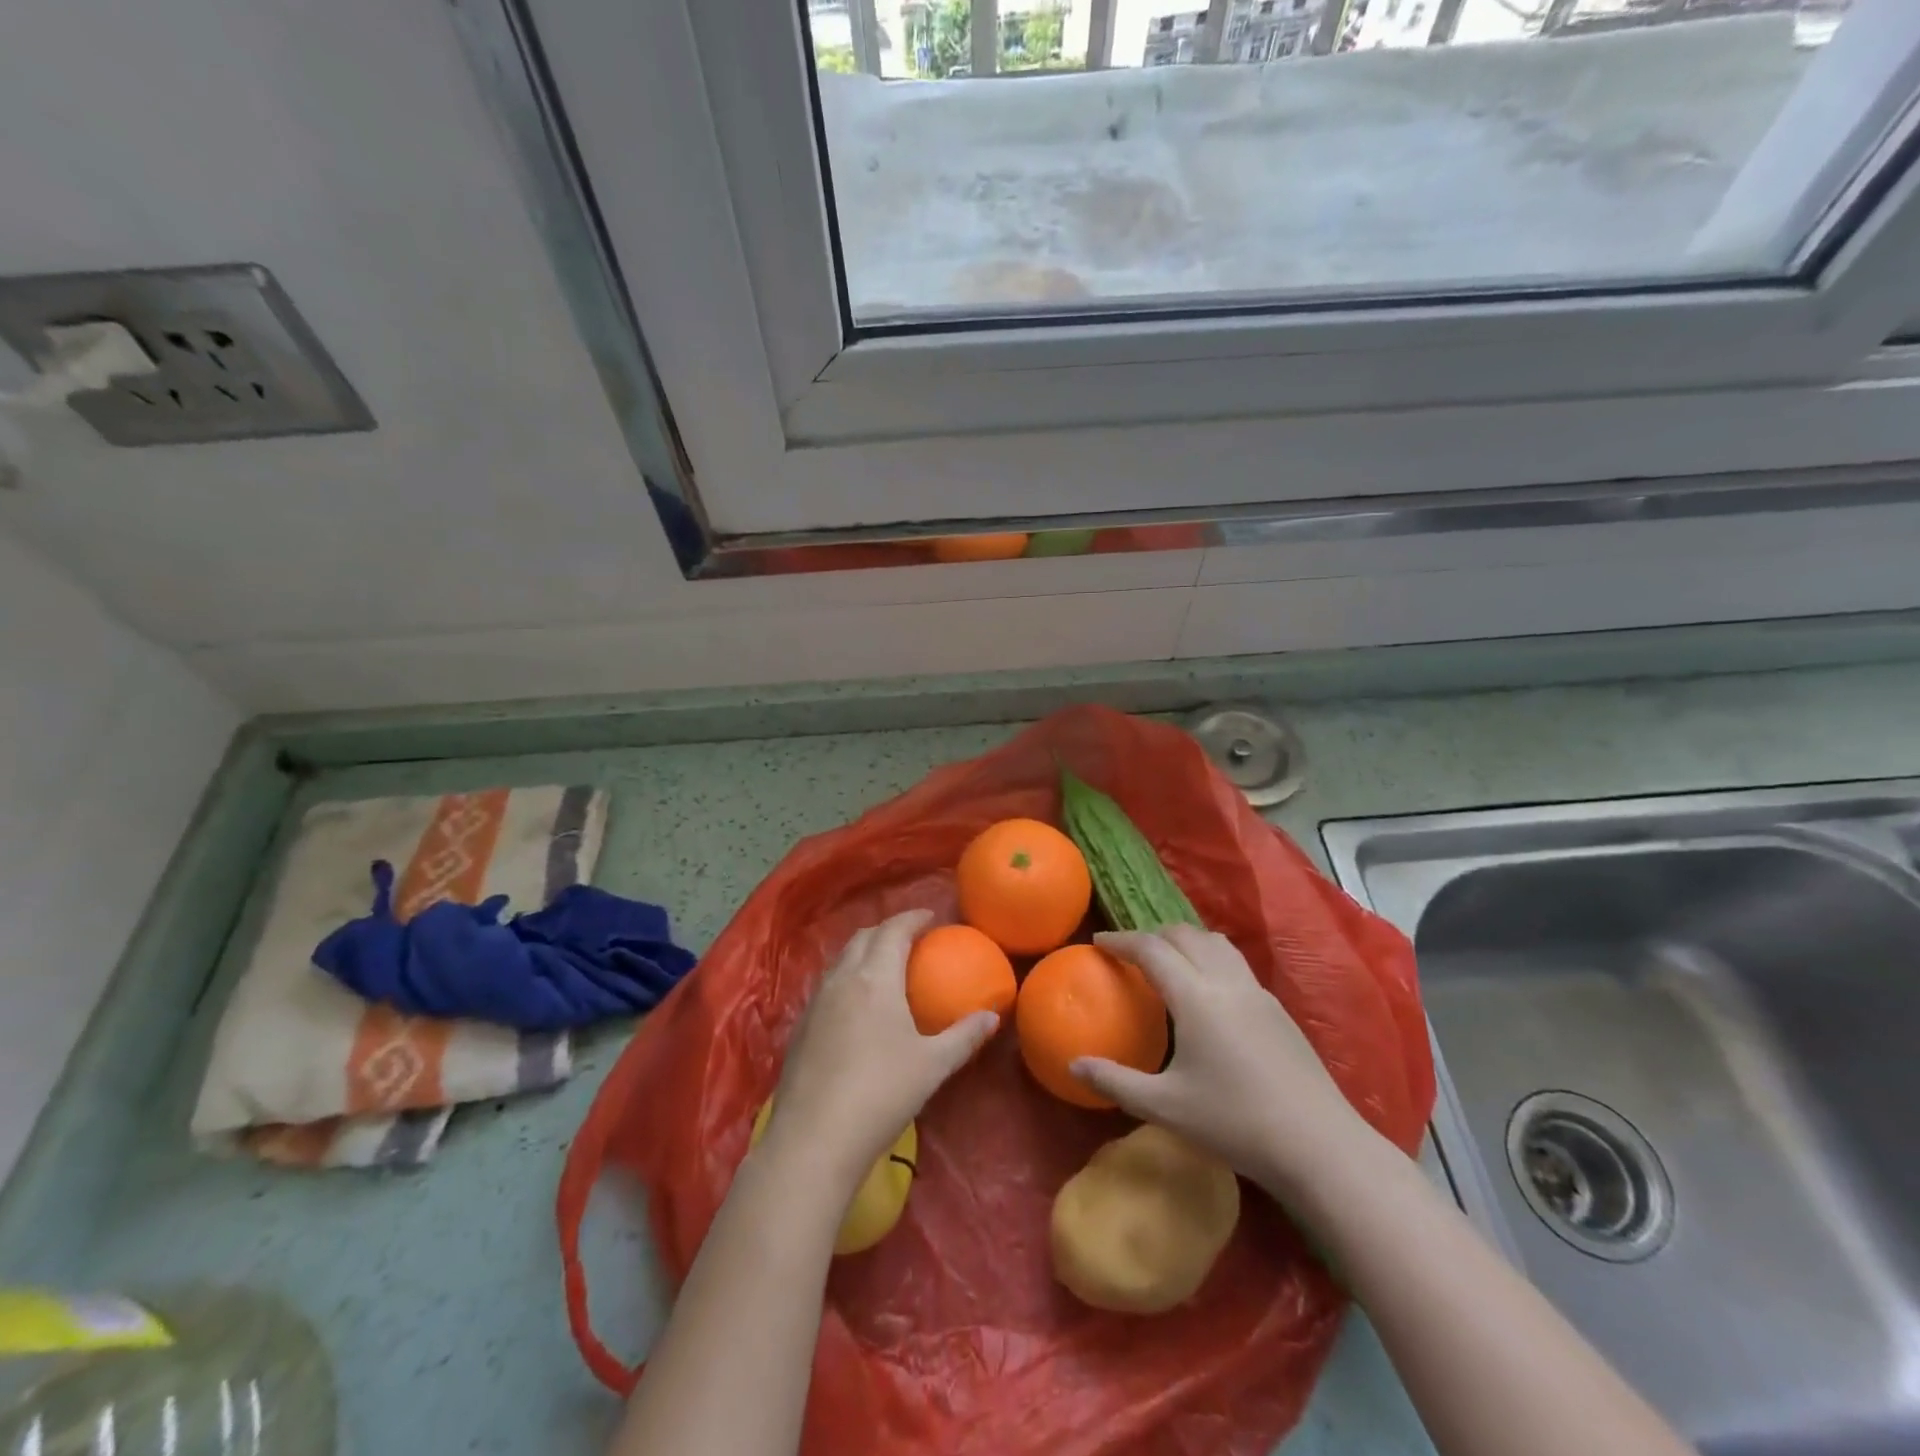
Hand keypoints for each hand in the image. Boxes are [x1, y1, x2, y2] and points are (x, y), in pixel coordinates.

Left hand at [763, 910, 998, 1195]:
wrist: (815, 1138)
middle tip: (910, 939)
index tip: (930, 917)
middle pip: (863, 937)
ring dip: (863, 951)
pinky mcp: (801, 1026)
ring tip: (883, 966)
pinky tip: (856, 1005)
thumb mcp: (933, 1065)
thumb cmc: (882, 1092)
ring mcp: (816, 1002)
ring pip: (841, 959)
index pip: (893, 931)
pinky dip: (847, 977)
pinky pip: (827, 984)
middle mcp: (842, 979)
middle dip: (887, 930)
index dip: (912, 918)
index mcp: (875, 978)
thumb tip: (993, 1016)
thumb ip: (964, 1036)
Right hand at [1071, 925, 1381, 1202]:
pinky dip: (1209, 957)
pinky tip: (1206, 992)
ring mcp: (1257, 992)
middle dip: (1151, 935)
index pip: (1151, 949)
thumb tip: (1073, 1065)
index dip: (1121, 940)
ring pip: (1215, 942)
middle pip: (1184, 934)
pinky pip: (1234, 962)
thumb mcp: (1165, 1106)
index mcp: (1196, 996)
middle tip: (1129, 952)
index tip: (1098, 941)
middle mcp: (1226, 981)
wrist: (1319, 1145)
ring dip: (1184, 941)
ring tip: (1167, 962)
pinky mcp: (1277, 1008)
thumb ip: (1115, 1081)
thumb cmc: (1235, 1123)